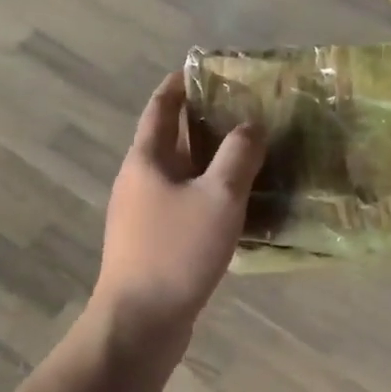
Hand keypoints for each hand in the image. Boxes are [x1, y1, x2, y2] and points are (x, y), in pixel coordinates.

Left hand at [92, 73, 264, 342]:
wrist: (140, 323)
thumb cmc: (176, 251)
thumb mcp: (218, 197)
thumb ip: (238, 155)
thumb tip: (251, 125)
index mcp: (146, 159)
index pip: (161, 106)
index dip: (180, 83)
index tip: (206, 69)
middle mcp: (139, 180)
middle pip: (171, 138)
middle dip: (203, 121)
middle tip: (245, 110)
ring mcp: (143, 214)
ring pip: (180, 174)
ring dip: (210, 160)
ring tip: (250, 152)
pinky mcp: (154, 242)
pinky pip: (185, 204)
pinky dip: (209, 193)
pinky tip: (237, 203)